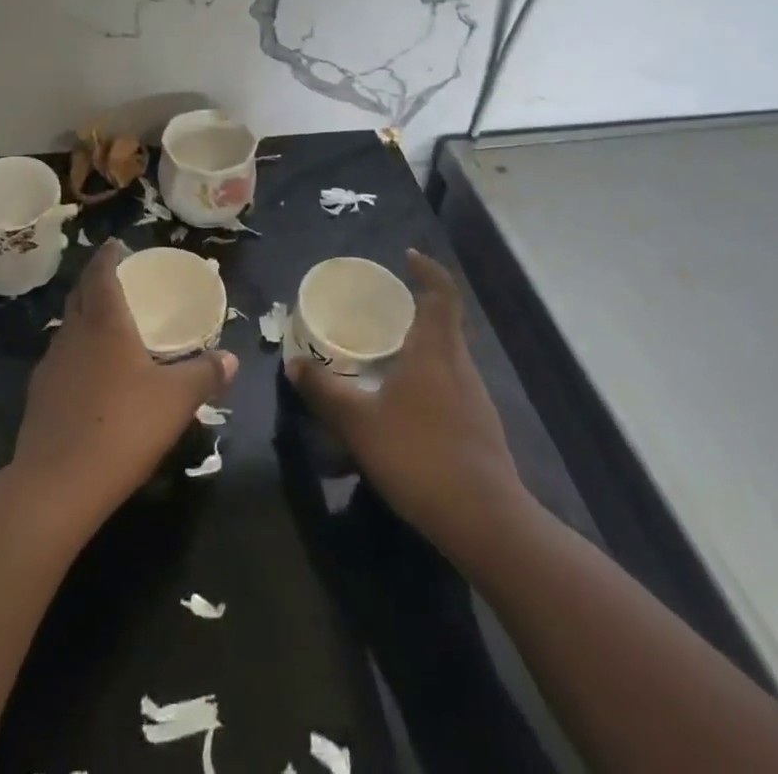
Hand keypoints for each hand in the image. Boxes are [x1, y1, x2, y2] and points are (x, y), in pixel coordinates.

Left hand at [14, 241, 236, 520]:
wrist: (57, 485)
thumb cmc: (123, 427)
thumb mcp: (177, 400)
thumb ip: (205, 374)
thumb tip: (231, 358)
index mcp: (105, 323)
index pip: (101, 274)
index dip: (108, 256)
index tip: (115, 243)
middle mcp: (73, 335)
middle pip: (79, 295)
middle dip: (94, 280)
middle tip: (112, 276)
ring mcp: (50, 366)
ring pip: (67, 327)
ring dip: (83, 316)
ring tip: (104, 323)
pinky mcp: (38, 397)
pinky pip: (60, 359)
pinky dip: (75, 352)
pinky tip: (89, 374)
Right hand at [286, 250, 531, 561]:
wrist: (484, 520)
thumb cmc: (419, 455)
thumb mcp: (358, 423)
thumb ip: (324, 392)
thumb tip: (294, 364)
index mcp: (435, 350)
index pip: (442, 293)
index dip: (428, 270)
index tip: (408, 257)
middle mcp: (460, 365)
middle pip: (444, 322)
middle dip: (416, 309)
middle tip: (381, 310)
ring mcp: (475, 398)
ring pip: (447, 356)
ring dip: (420, 346)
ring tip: (386, 355)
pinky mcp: (479, 427)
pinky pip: (450, 385)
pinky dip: (428, 378)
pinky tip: (404, 404)